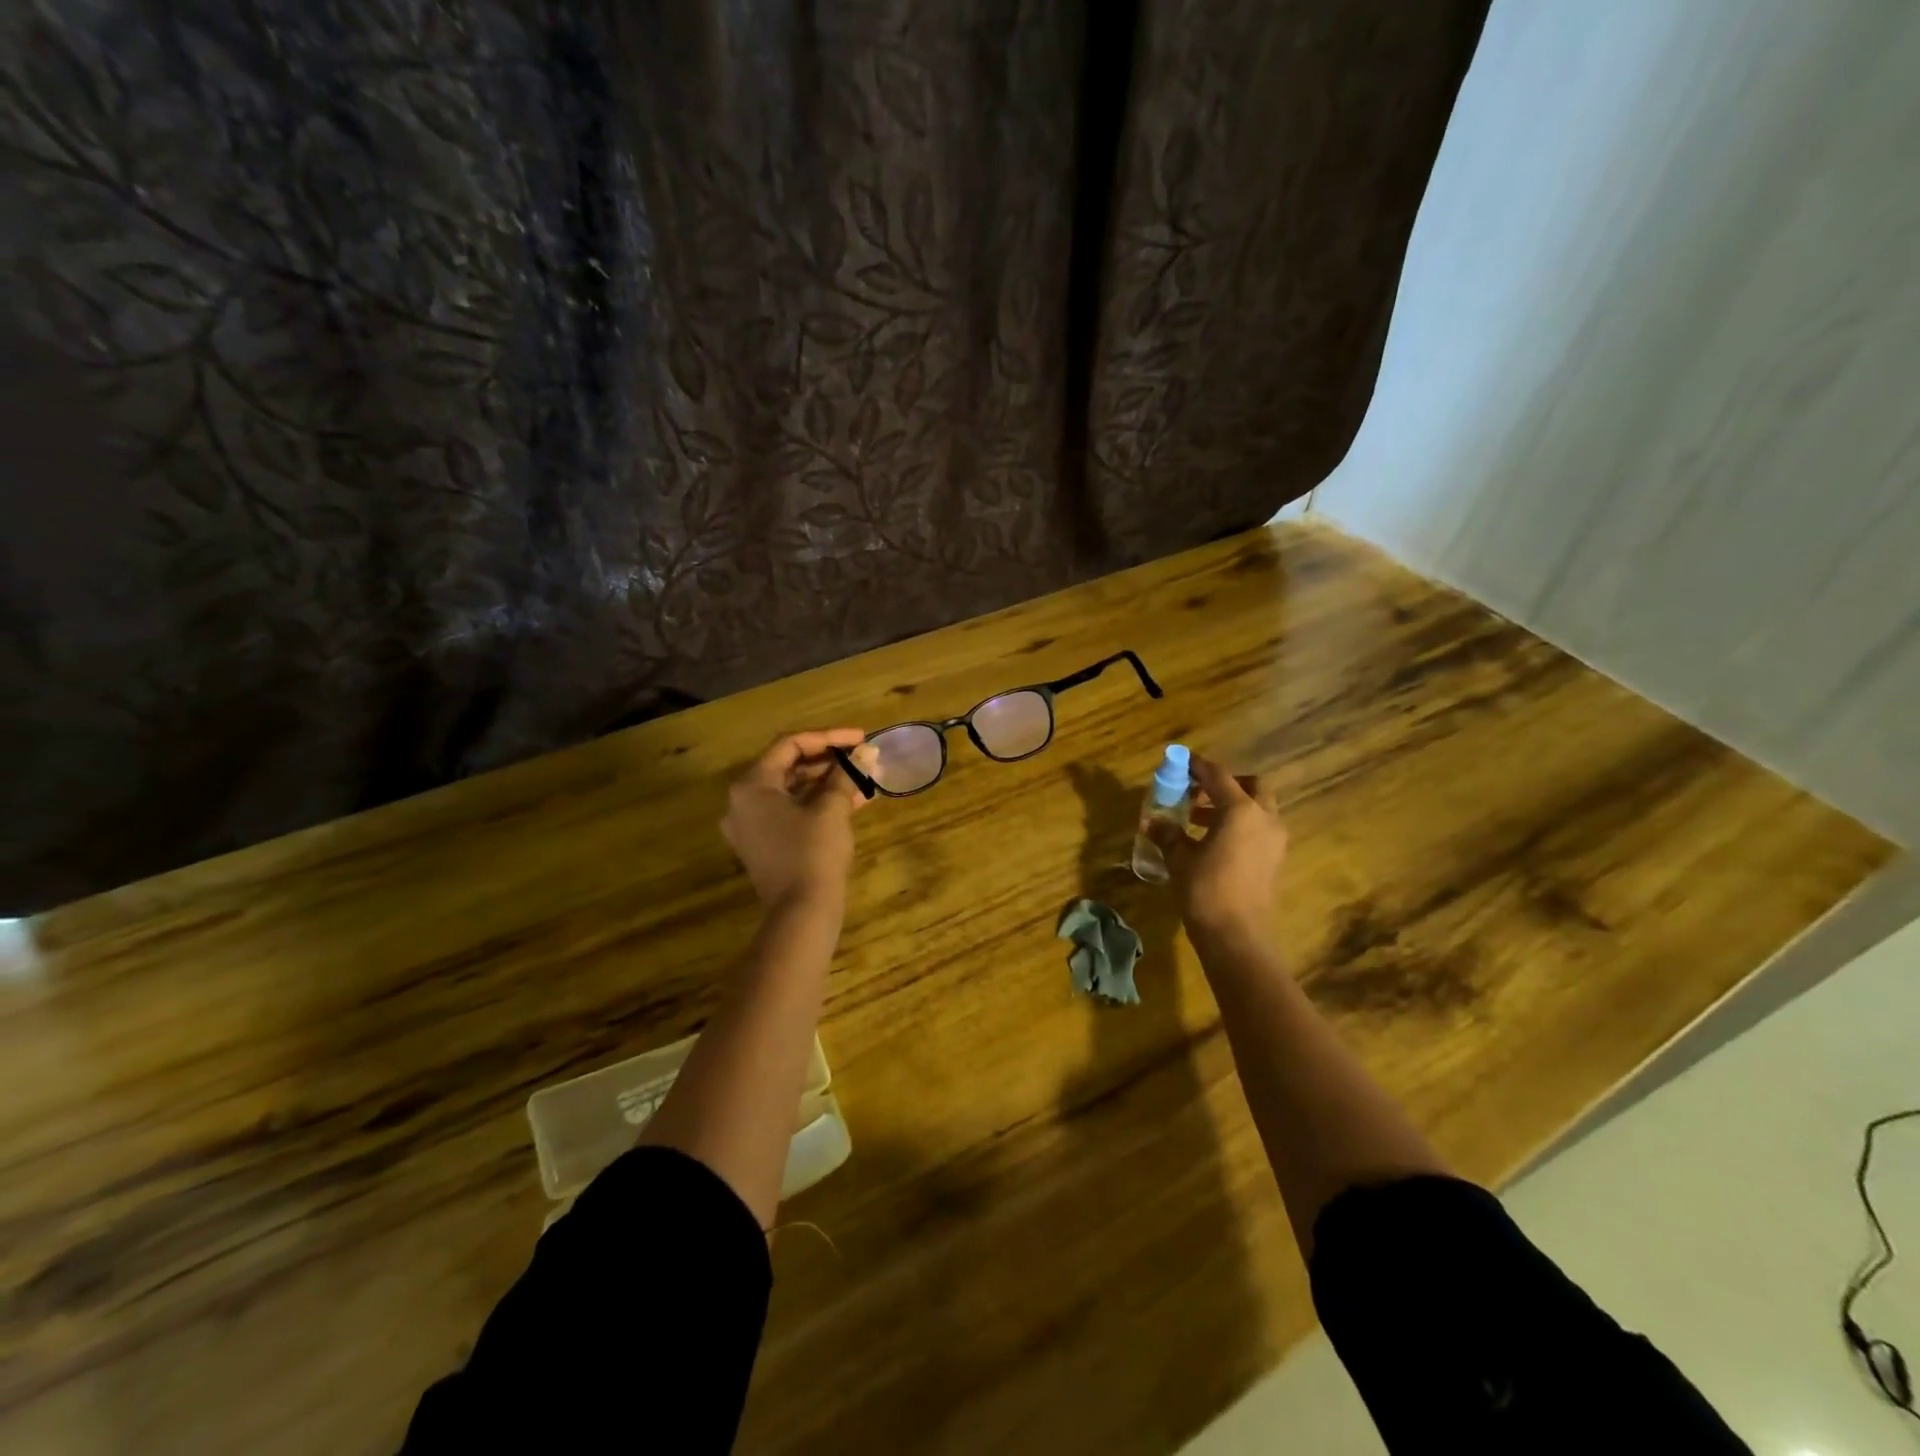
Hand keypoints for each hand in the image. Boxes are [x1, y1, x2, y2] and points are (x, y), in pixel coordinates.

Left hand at [722, 729, 877, 909]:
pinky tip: (854, 801)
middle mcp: (743, 802)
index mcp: (752, 786)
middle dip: (831, 761)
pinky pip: (792, 812)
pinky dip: (819, 804)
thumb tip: (867, 752)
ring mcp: (751, 826)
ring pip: (793, 791)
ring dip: (829, 782)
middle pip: (789, 766)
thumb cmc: (813, 853)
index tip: (861, 738)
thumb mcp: (832, 809)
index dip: (829, 737)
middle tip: (863, 757)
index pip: (790, 745)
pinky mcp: (764, 846)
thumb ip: (847, 774)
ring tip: (865, 778)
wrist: (801, 914)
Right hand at [1149, 755, 1288, 941]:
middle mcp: (1264, 818)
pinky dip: (1239, 824)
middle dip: (1225, 784)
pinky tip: (1213, 841)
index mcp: (1241, 811)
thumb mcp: (1180, 858)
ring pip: (1257, 808)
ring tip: (1197, 818)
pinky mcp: (1274, 859)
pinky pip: (1259, 828)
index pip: (1218, 776)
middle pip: (1250, 786)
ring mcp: (1274, 840)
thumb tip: (1152, 821)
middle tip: (1198, 792)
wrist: (1237, 936)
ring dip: (1231, 805)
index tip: (1181, 761)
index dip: (1197, 766)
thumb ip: (1168, 833)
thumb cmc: (1206, 890)